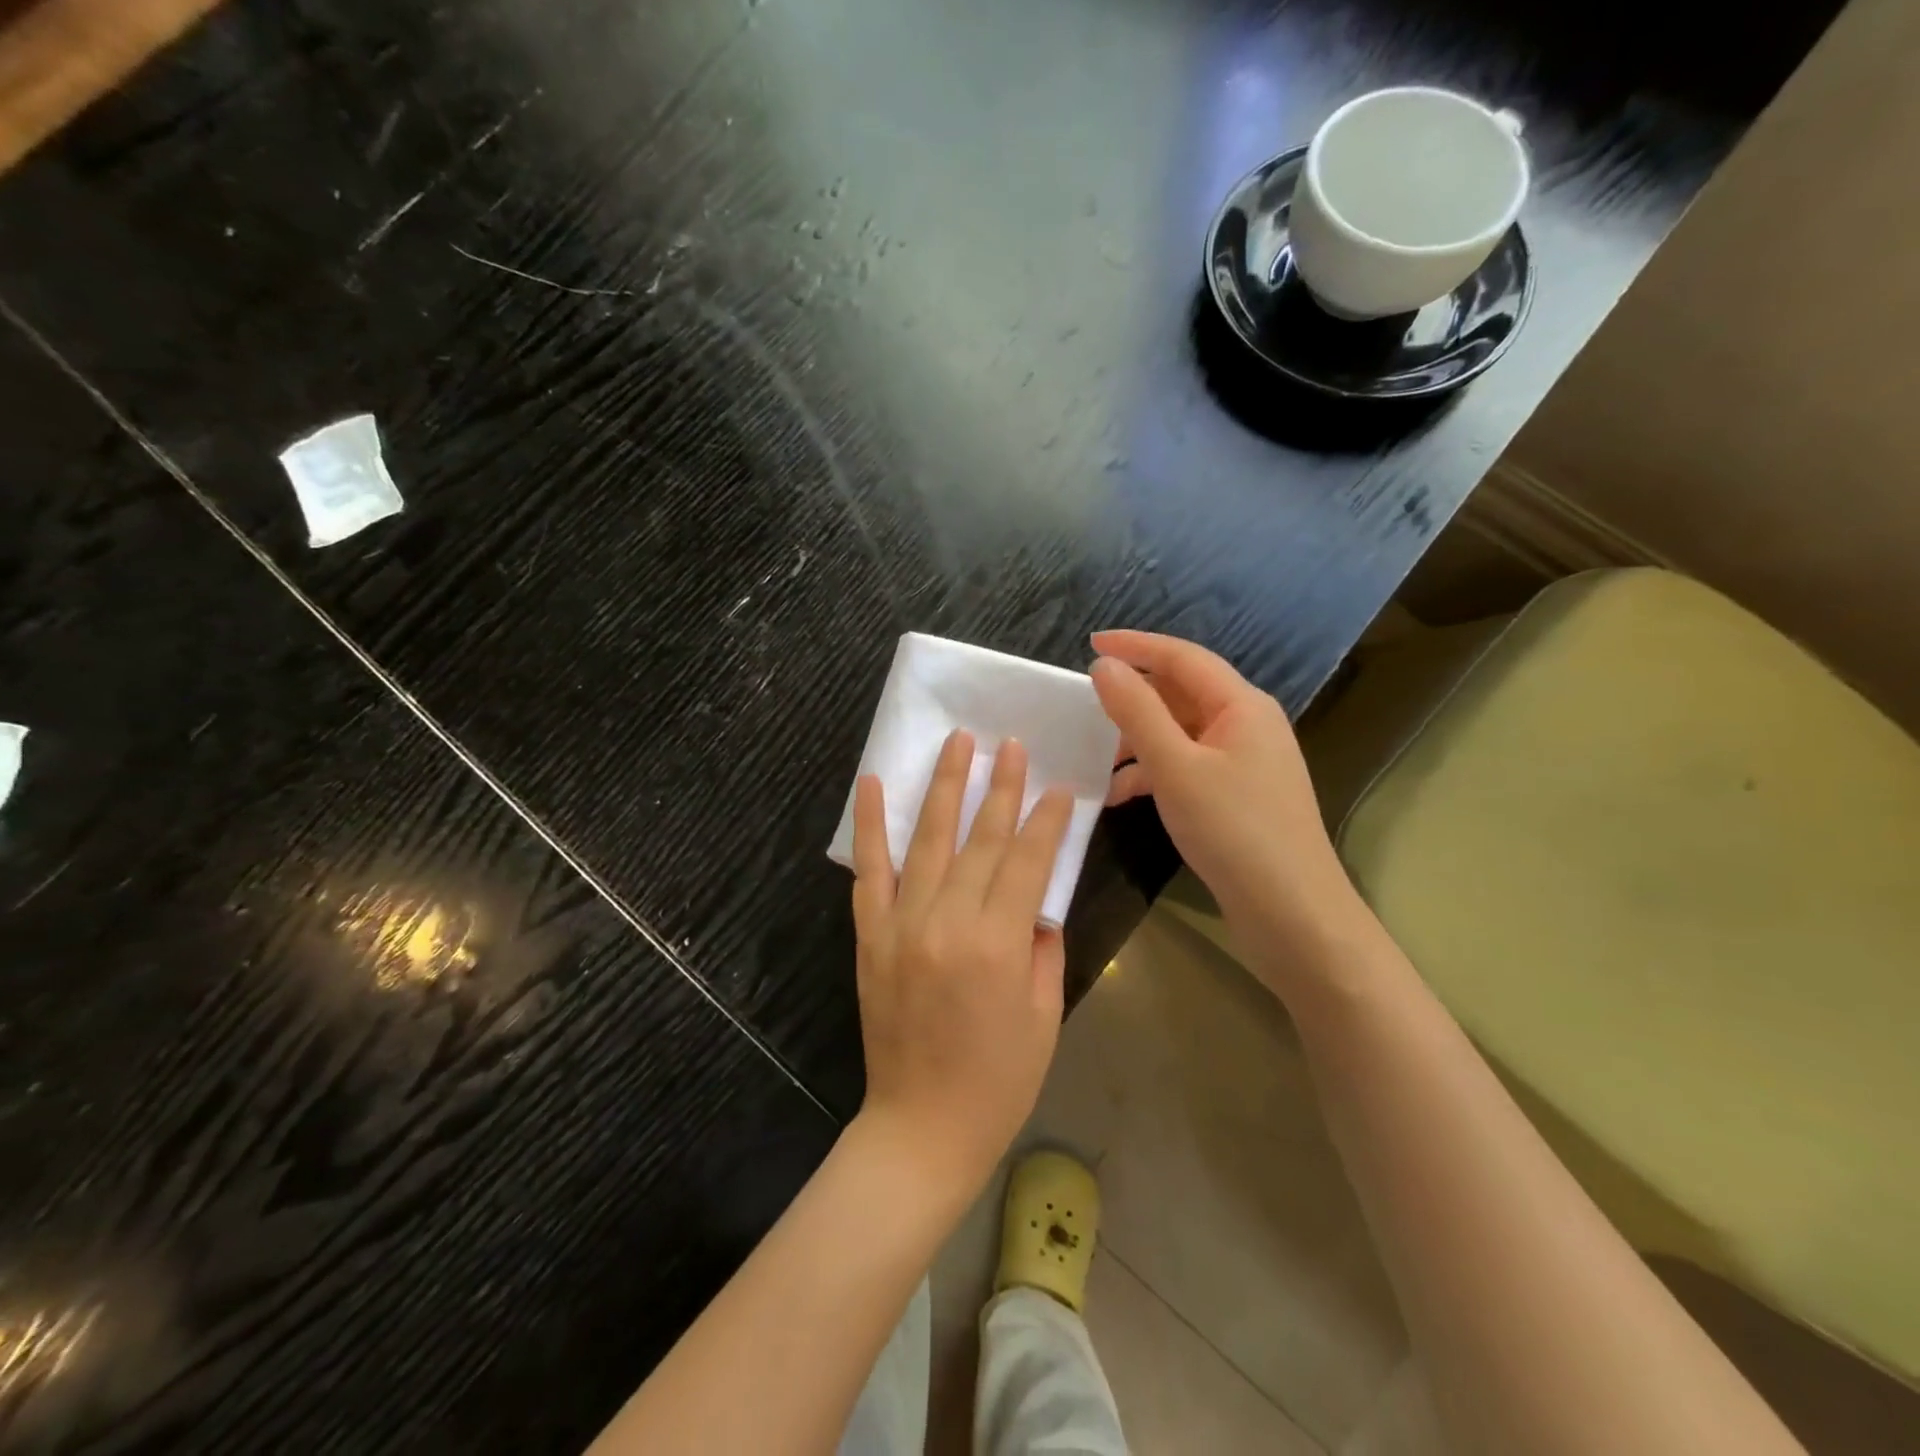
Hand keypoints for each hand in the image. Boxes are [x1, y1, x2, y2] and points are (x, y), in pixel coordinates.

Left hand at [850, 730, 1074, 1193]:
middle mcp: (947, 921)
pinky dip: (871, 825)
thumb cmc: (998, 1079)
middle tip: (1010, 744)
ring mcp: (902, 923)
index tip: (1058, 788)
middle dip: (1000, 786)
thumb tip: (1037, 898)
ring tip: (957, 742)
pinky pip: (870, 870)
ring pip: (928, 840)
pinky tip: (874, 784)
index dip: (1046, 821)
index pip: (1026, 861)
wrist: (921, 1126)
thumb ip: (1043, 947)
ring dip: (944, 786)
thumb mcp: (1044, 1014)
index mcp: (998, 944)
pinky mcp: (870, 935)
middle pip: (980, 839)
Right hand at [1089, 629, 1357, 942]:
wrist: (1292, 913)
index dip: (1136, 646)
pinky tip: (1122, 796)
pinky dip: (1154, 773)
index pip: (1183, 657)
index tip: (1089, 643)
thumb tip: (1105, 665)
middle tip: (1086, 704)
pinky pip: (1187, 766)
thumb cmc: (1234, 830)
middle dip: (1134, 697)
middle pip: (1182, 693)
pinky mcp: (1237, 796)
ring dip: (1139, 740)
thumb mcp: (1175, 767)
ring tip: (1096, 758)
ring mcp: (1244, 762)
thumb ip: (1137, 712)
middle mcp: (1247, 725)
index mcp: (1241, 705)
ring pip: (1181, 733)